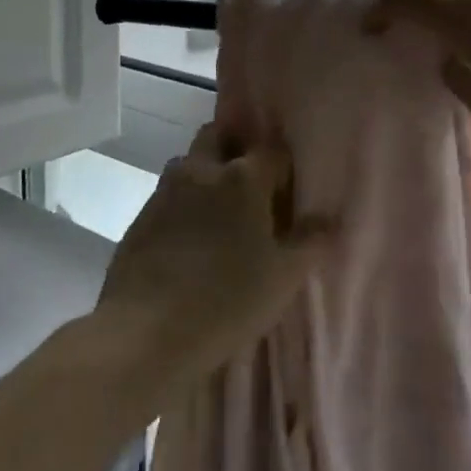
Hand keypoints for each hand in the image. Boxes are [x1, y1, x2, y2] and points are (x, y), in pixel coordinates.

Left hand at [96, 124, 330, 385]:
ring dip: (206, 172)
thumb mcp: (283, 278)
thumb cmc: (226, 301)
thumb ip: (310, 243)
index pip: (273, 151)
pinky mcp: (140, 216)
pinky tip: (190, 237)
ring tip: (220, 211)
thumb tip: (330, 219)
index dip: (284, 167)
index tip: (289, 191)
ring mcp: (166, 191)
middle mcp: (202, 171)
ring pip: (190, 162)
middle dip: (237, 149)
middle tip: (252, 185)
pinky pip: (168, 193)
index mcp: (243, 178)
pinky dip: (183, 202)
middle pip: (220, 136)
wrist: (144, 333)